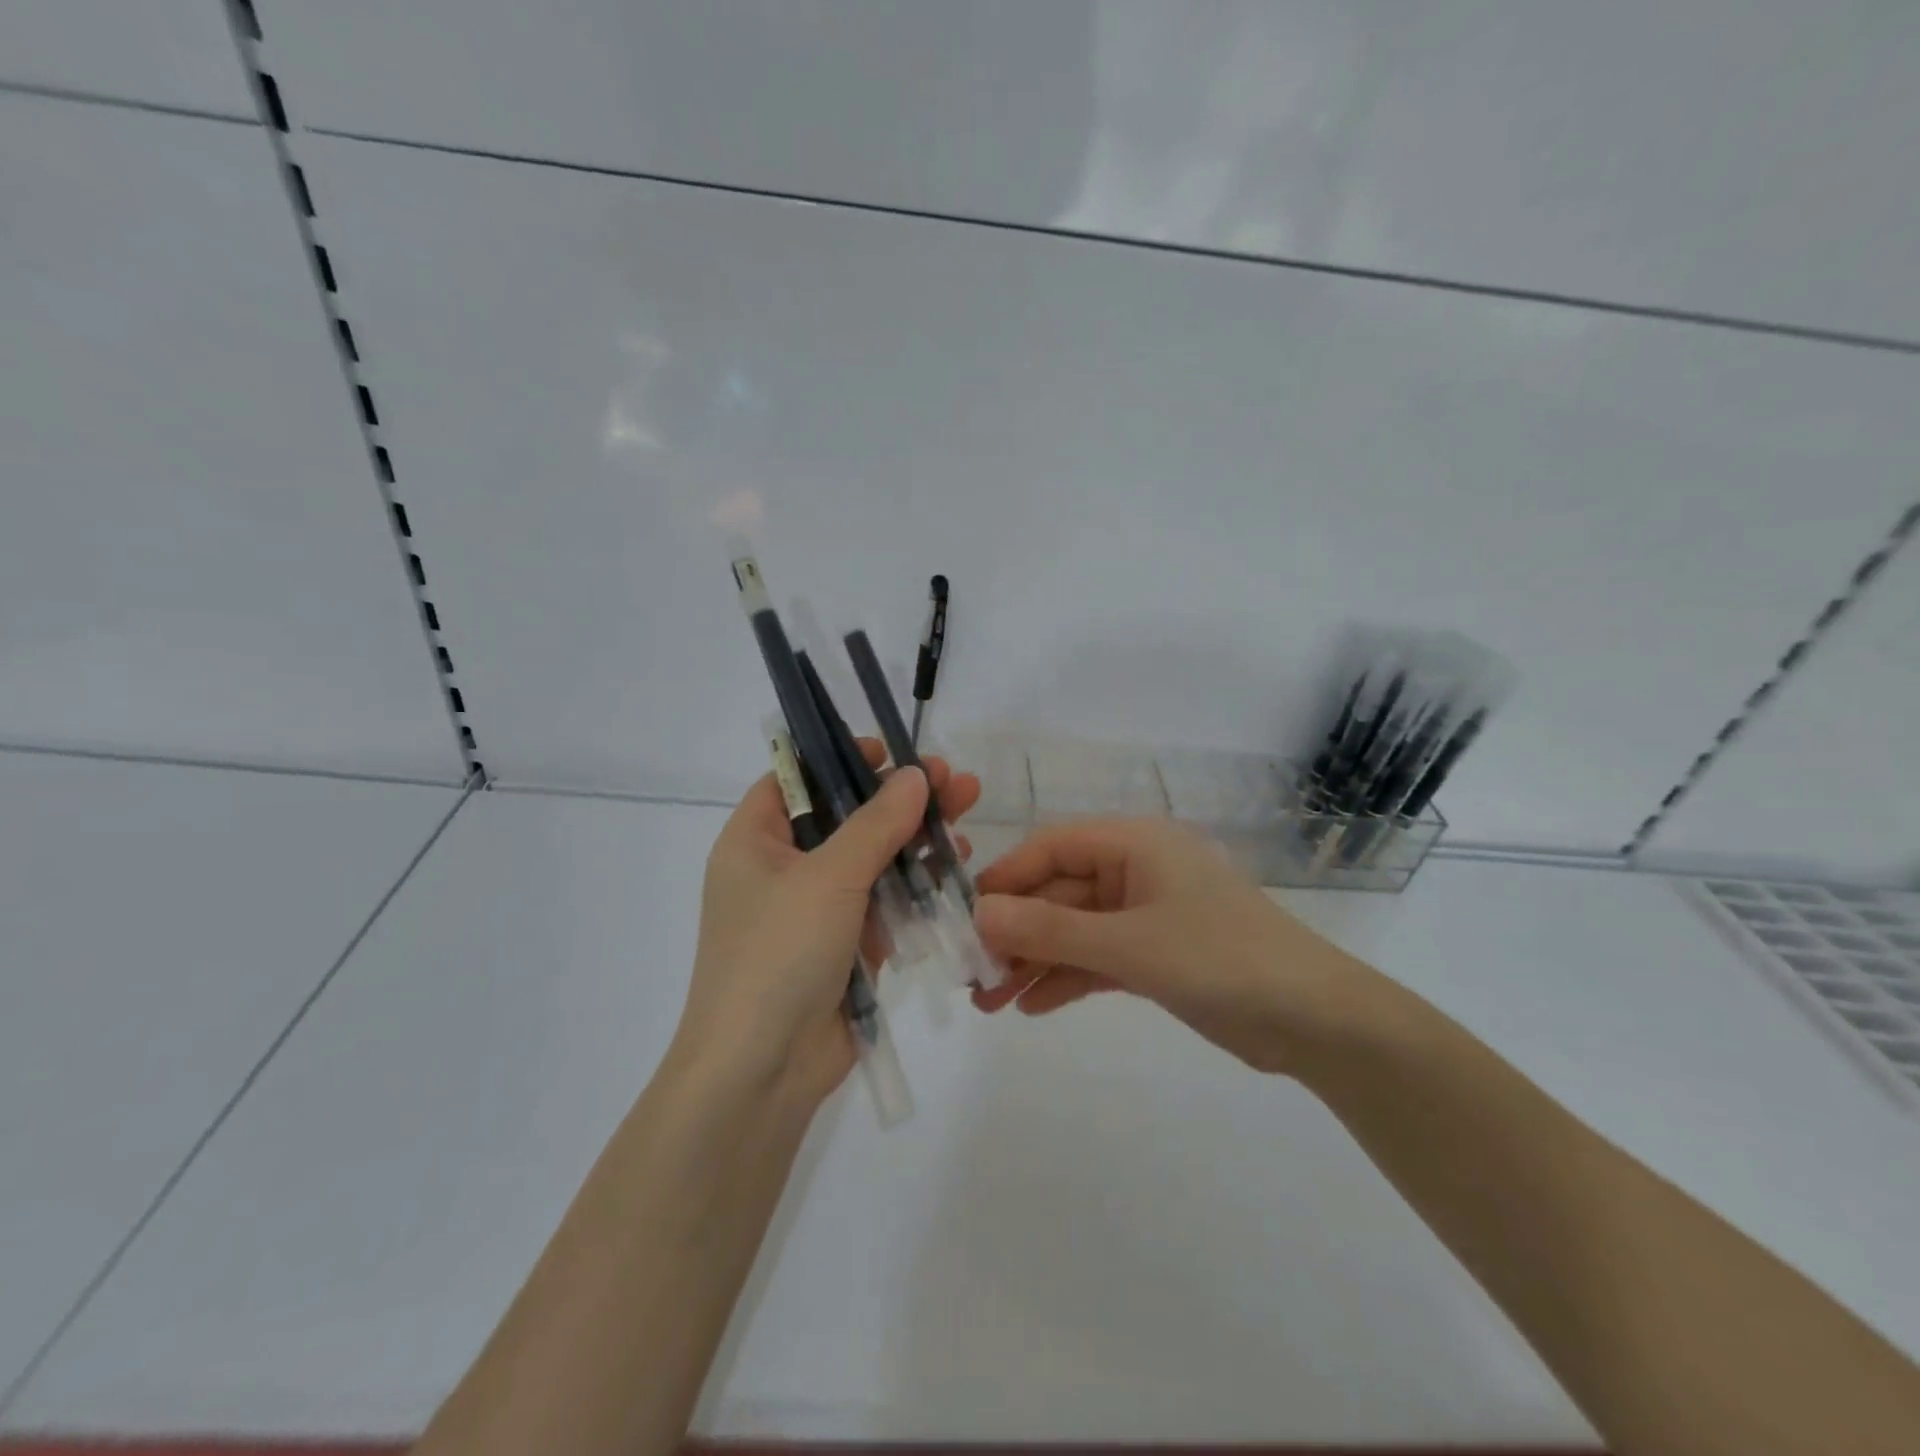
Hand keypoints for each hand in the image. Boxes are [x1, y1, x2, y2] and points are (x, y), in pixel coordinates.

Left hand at [675, 744, 979, 1108]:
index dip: (841, 759)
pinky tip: (957, 866)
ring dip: (917, 839)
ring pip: (873, 859)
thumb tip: (916, 775)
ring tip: (967, 814)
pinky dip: (917, 884)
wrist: (762, 1072)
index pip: (796, 780)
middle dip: (901, 798)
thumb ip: (877, 824)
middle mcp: (782, 869)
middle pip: (847, 817)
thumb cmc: (778, 955)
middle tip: (955, 780)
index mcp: (755, 841)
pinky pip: (885, 902)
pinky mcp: (846, 946)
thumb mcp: (828, 878)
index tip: (891, 751)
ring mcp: (816, 910)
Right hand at [971, 817, 1368, 1074]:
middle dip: (1017, 933)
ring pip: (1076, 929)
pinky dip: (1068, 978)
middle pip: (1060, 892)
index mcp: (1135, 844)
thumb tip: (979, 915)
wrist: (1317, 1021)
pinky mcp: (1158, 954)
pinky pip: (1100, 957)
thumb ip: (1050, 931)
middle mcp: (1137, 870)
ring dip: (1035, 961)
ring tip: (990, 1001)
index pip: (1052, 846)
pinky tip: (1033, 1006)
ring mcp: (1148, 913)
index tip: (966, 918)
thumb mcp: (1128, 944)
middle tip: (973, 975)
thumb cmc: (1220, 959)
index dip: (1007, 878)